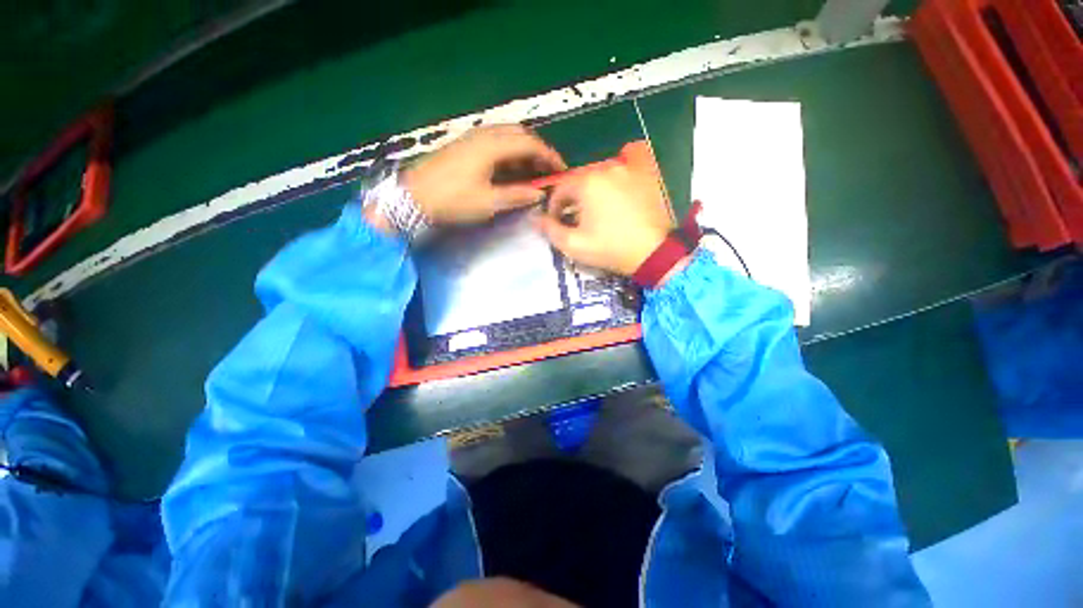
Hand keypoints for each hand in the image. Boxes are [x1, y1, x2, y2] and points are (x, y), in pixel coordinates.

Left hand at [401, 124, 565, 224]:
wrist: (412, 197)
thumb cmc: (452, 200)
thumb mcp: (488, 202)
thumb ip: (516, 196)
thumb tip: (539, 194)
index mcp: (492, 146)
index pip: (530, 145)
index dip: (549, 157)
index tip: (561, 170)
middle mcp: (484, 135)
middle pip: (520, 135)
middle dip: (538, 151)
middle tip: (548, 171)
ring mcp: (472, 138)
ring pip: (507, 137)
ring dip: (524, 151)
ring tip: (533, 172)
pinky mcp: (464, 145)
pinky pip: (495, 142)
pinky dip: (509, 153)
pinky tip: (511, 169)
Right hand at [534, 164, 672, 276]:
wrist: (653, 253)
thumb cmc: (610, 249)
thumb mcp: (574, 245)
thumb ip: (550, 230)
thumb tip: (535, 217)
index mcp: (586, 183)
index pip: (560, 189)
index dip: (554, 207)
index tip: (557, 222)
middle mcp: (606, 168)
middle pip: (580, 180)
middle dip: (573, 199)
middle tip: (576, 219)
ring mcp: (629, 169)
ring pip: (601, 174)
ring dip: (593, 189)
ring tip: (597, 210)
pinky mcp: (647, 174)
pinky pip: (629, 162)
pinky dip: (621, 170)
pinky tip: (620, 185)